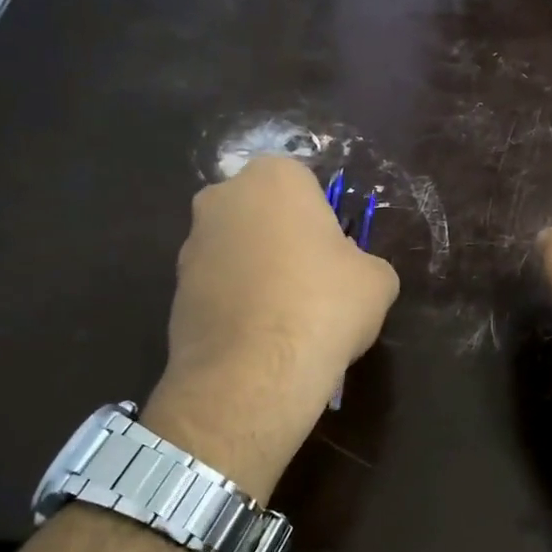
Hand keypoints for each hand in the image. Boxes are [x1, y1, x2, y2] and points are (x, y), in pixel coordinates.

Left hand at [144, 156, 398, 500]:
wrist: (254, 373)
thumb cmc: (324, 306)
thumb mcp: (378, 280)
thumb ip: (364, 262)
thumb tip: (352, 274)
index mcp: (273, 178)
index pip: (304, 184)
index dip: (323, 220)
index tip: (335, 255)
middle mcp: (222, 198)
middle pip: (263, 213)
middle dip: (283, 239)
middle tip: (312, 282)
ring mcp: (191, 245)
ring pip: (237, 249)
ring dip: (257, 272)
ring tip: (285, 318)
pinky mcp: (174, 290)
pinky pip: (218, 287)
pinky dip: (236, 303)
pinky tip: (259, 338)